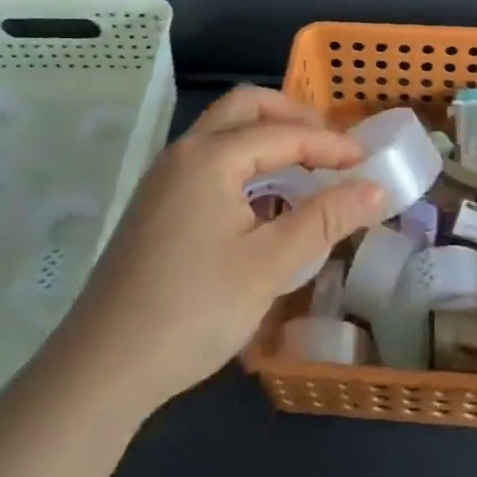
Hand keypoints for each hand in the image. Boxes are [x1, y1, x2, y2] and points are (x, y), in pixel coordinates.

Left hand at [49, 87, 383, 415]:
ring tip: (305, 166)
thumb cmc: (193, 310)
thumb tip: (375, 189)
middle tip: (330, 145)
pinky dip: (244, 160)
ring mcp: (164, 178)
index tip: (367, 162)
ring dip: (266, 136)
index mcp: (210, 157)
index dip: (330, 145)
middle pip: (245, 108)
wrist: (102, 369)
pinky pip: (208, 159)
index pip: (283, 134)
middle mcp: (184, 153)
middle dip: (293, 117)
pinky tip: (263, 198)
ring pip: (223, 131)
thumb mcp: (269, 265)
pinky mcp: (156, 205)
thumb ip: (325, 219)